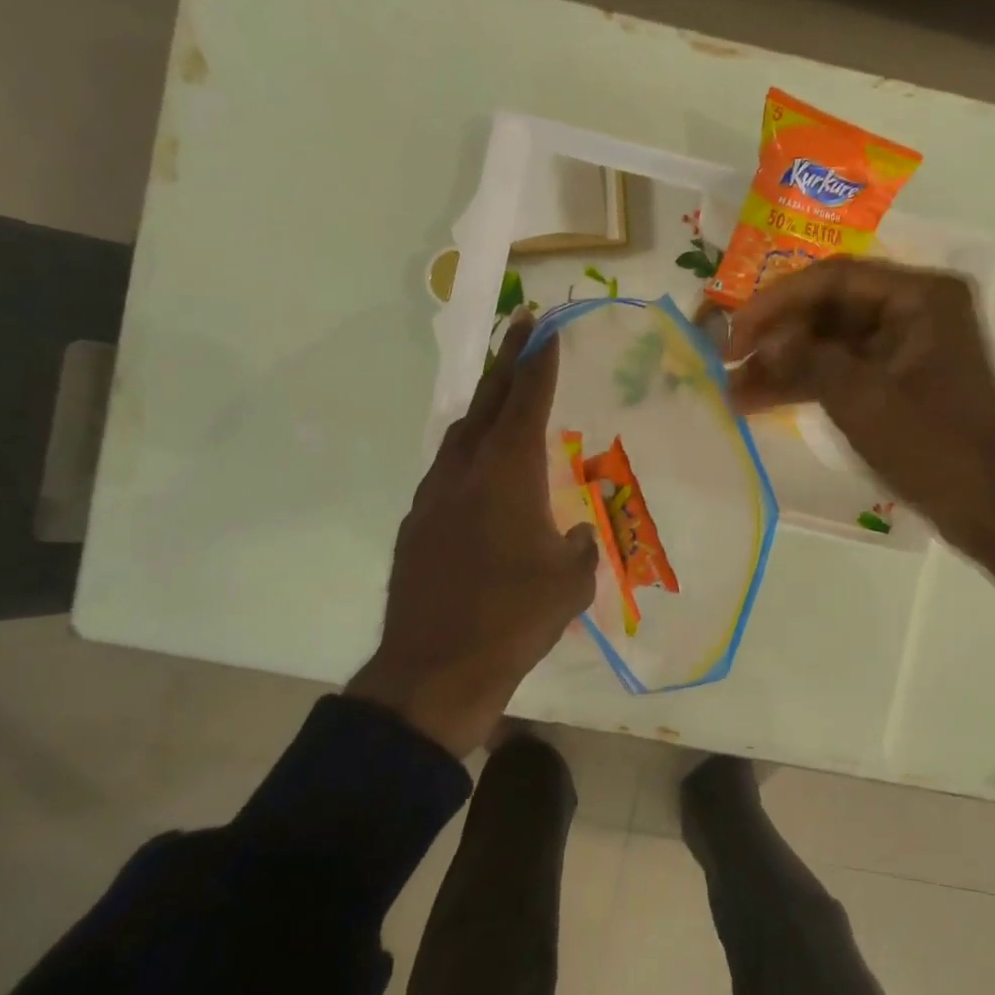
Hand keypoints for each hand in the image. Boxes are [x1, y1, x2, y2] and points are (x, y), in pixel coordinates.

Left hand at [346, 314, 597, 758]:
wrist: (436, 668)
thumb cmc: (515, 618)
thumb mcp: (571, 582)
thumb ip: (578, 547)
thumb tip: (572, 535)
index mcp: (509, 474)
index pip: (527, 400)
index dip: (538, 361)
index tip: (543, 326)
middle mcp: (467, 471)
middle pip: (487, 401)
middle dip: (507, 360)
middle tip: (521, 326)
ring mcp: (433, 496)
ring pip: (460, 435)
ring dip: (483, 408)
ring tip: (502, 398)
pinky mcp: (416, 525)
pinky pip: (445, 472)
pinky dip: (467, 456)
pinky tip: (479, 476)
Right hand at [726, 259, 994, 561]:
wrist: (985, 511)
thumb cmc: (932, 448)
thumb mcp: (862, 399)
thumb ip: (807, 359)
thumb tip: (763, 340)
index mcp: (922, 297)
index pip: (834, 279)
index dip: (777, 303)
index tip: (734, 333)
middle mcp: (917, 310)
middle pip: (830, 310)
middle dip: (777, 338)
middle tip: (726, 362)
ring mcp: (908, 347)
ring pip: (831, 344)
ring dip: (784, 366)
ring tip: (733, 393)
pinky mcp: (899, 381)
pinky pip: (844, 371)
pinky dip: (807, 385)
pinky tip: (761, 402)